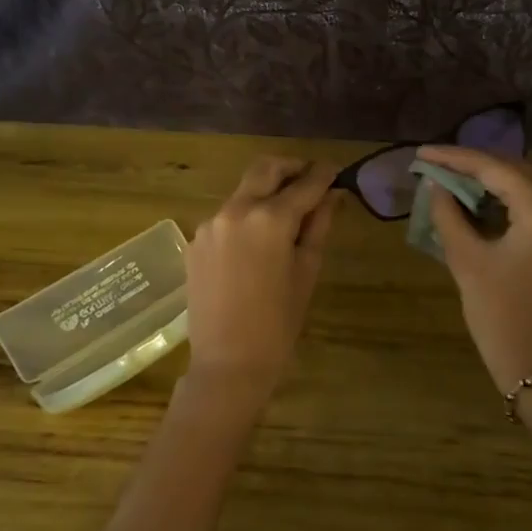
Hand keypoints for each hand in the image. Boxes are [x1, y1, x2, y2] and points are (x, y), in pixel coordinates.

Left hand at [182, 157, 338, 411]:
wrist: (228, 362)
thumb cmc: (278, 322)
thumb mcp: (306, 271)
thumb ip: (318, 226)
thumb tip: (331, 196)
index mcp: (269, 219)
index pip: (304, 184)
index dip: (324, 174)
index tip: (336, 170)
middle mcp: (236, 210)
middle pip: (265, 169)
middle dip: (291, 168)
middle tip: (311, 177)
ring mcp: (210, 224)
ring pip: (243, 191)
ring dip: (266, 191)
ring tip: (287, 213)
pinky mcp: (195, 241)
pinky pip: (226, 216)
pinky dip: (246, 216)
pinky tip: (258, 240)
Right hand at [418, 145, 531, 393]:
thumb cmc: (504, 317)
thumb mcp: (469, 262)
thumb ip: (449, 216)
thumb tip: (435, 186)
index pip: (494, 168)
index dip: (454, 158)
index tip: (421, 153)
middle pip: (515, 172)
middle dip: (472, 167)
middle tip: (433, 165)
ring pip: (527, 190)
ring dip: (490, 185)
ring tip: (449, 180)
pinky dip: (507, 205)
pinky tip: (477, 204)